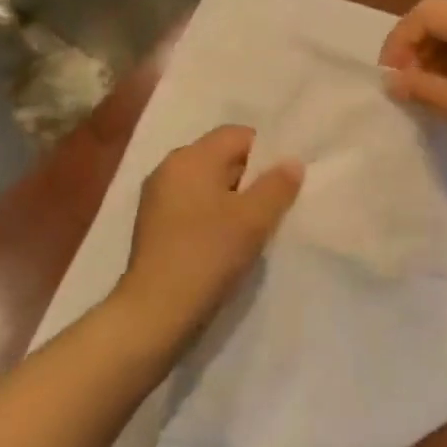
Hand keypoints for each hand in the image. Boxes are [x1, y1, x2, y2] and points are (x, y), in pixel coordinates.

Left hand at [113, 126, 303, 347]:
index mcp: (190, 157)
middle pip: (221, 157)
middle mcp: (169, 168)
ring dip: (232, 199)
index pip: (237, 135)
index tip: (284, 182)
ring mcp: (157, 196)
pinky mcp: (154, 224)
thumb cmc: (207, 255)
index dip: (266, 153)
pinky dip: (212, 215)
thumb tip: (292, 161)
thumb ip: (277, 186)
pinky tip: (226, 243)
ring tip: (254, 228)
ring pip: (207, 184)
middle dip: (250, 178)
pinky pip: (192, 205)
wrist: (155, 310)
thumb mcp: (253, 220)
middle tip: (275, 207)